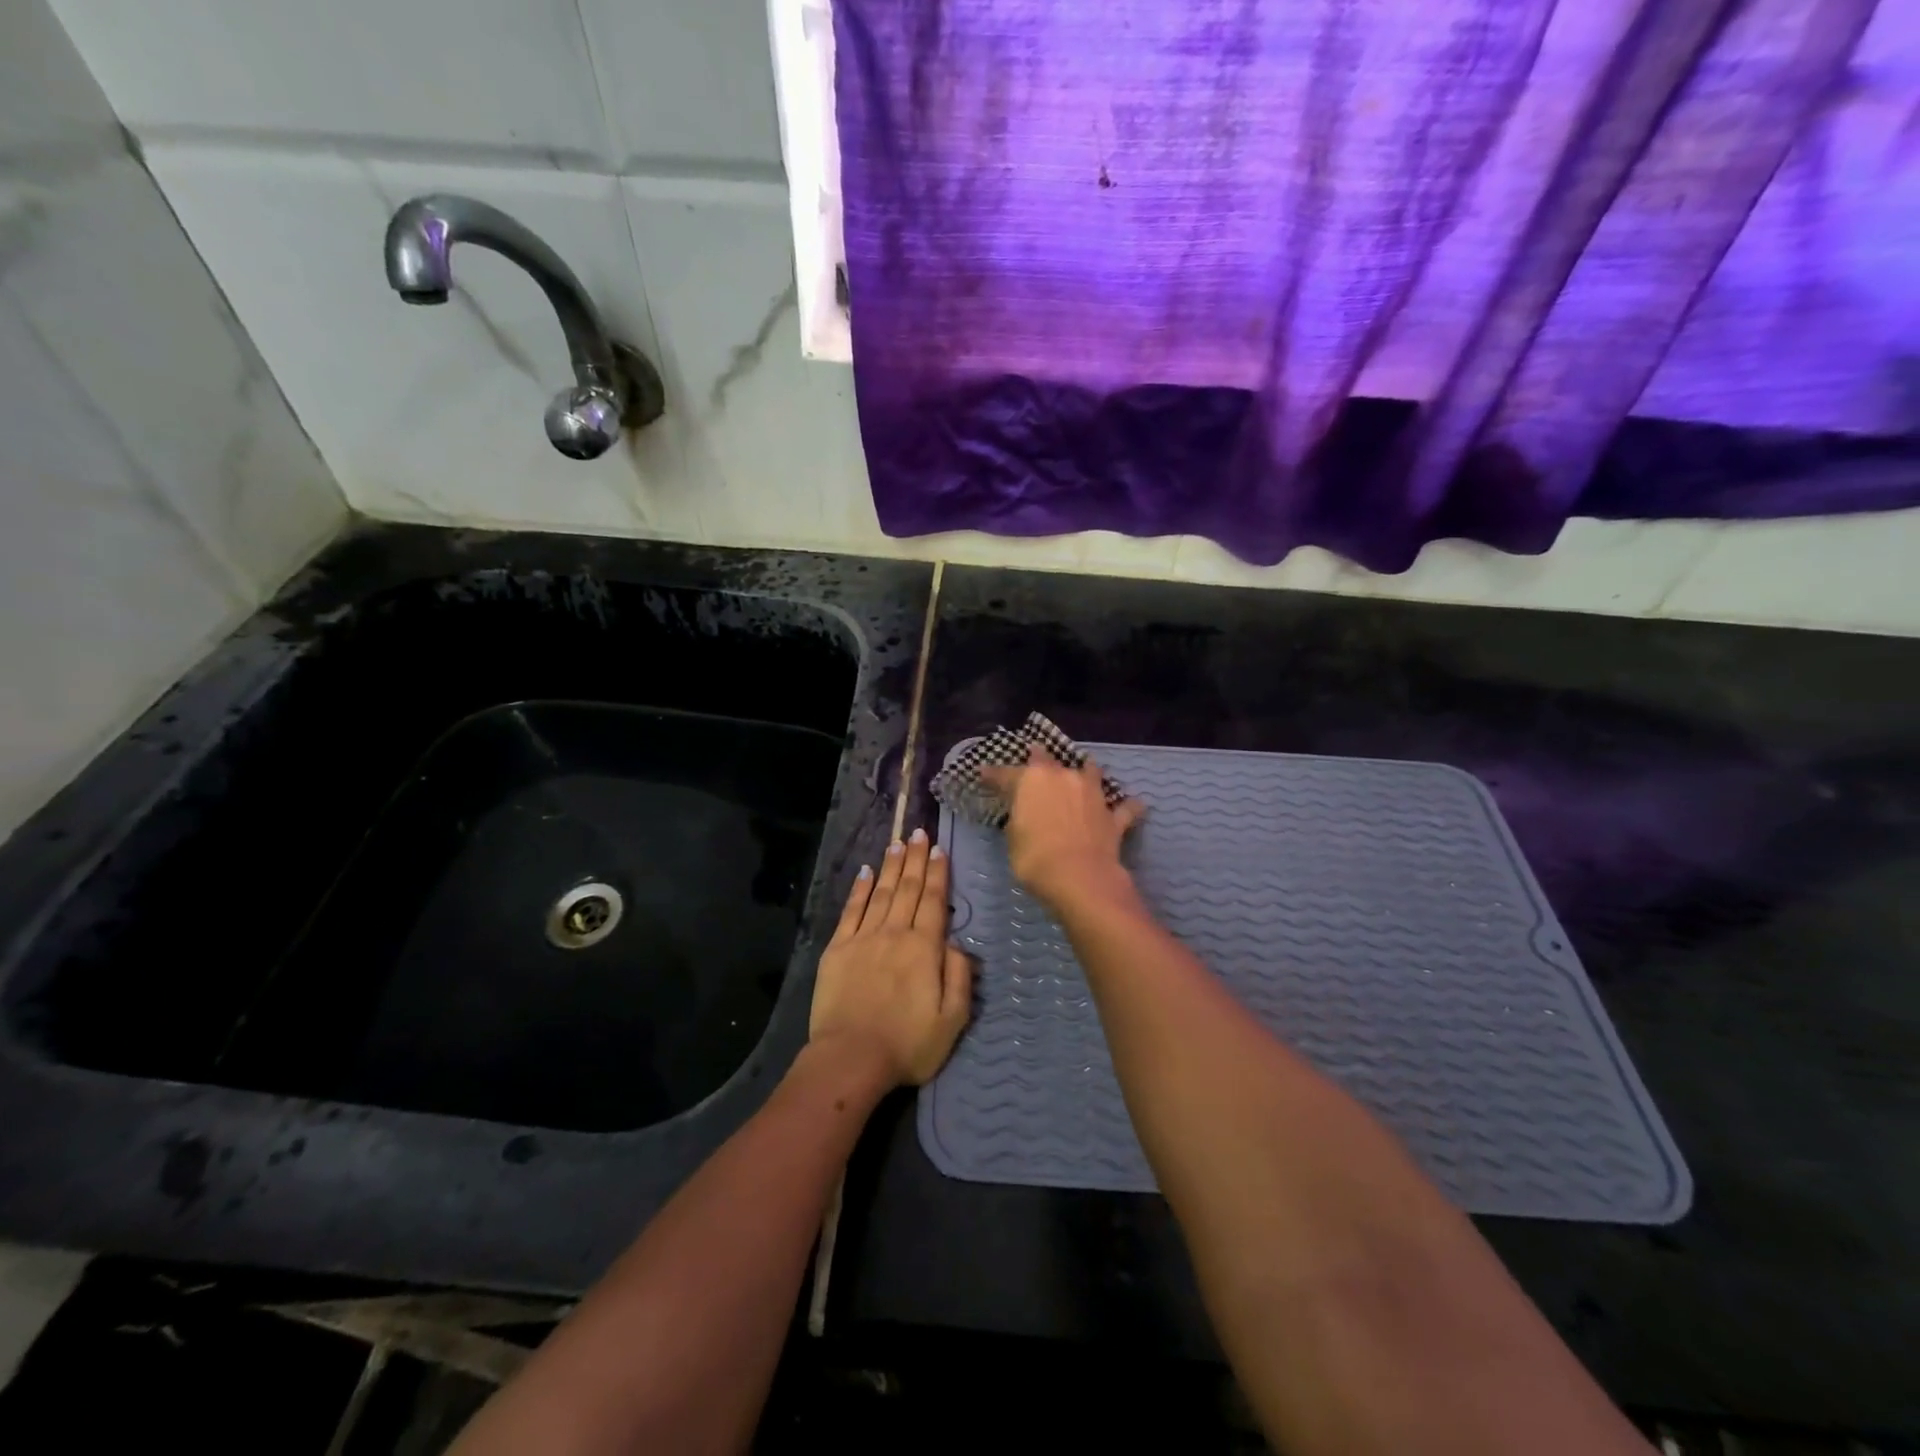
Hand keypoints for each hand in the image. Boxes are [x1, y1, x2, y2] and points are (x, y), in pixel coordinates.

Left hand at [810, 829, 973, 1087]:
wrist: (851, 1059)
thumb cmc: (908, 1044)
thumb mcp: (953, 1019)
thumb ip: (959, 977)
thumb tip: (957, 943)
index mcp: (924, 948)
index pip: (934, 901)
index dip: (938, 873)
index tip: (939, 849)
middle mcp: (895, 933)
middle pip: (908, 889)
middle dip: (915, 859)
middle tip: (919, 832)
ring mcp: (863, 938)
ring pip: (882, 893)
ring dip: (891, 866)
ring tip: (898, 843)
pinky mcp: (838, 949)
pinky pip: (851, 910)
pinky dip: (860, 889)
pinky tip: (866, 872)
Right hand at [981, 748, 1144, 909]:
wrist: (1080, 878)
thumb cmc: (1035, 858)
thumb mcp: (1013, 838)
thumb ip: (1019, 818)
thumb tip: (1026, 813)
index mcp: (1031, 780)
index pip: (1005, 774)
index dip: (992, 774)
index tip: (983, 772)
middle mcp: (1063, 777)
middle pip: (1048, 760)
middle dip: (1039, 758)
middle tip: (1034, 755)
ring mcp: (1091, 793)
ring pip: (1090, 772)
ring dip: (1085, 771)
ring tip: (1085, 769)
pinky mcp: (1113, 816)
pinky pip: (1123, 808)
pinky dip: (1127, 806)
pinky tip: (1135, 804)